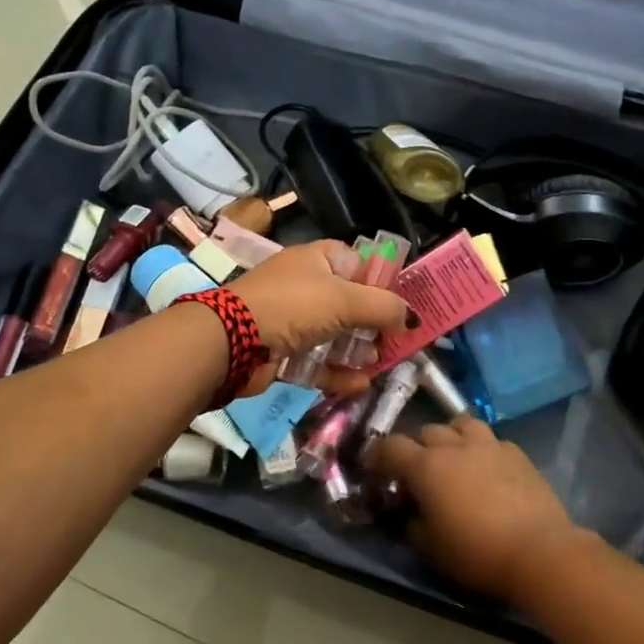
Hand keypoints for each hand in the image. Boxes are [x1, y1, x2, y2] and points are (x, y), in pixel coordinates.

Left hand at [229, 241, 415, 395]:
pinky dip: (337, 373)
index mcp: (318, 259)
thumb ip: (385, 308)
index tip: (402, 305)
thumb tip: (413, 318)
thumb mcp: (345, 300)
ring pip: (334, 335)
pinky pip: (316, 362)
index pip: (358, 263)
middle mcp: (305, 286)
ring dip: (358, 350)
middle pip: (349, 303)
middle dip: (374, 323)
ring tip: (380, 363)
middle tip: (397, 340)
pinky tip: (360, 384)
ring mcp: (291, 320)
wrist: (230, 341)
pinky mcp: (281, 352)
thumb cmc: (293, 306)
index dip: (381, 282)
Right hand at [367, 418, 582, 603]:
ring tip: (454, 458)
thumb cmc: (477, 552)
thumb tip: (411, 512)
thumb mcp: (431, 548)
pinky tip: (487, 469)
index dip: (379, 456)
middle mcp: (455, 446)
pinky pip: (491, 440)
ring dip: (451, 437)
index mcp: (426, 466)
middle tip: (418, 472)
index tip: (375, 470)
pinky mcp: (517, 453)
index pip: (391, 447)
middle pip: (426, 431)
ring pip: (461, 424)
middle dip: (417, 448)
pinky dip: (482, 449)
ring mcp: (489, 445)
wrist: (539, 551)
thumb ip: (413, 524)